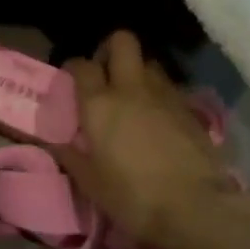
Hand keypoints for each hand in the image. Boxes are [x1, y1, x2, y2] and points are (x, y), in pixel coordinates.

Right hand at [55, 32, 249, 248]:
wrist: (196, 207)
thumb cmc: (133, 197)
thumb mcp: (91, 183)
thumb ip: (71, 156)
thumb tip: (53, 141)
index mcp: (100, 104)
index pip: (82, 65)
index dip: (74, 67)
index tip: (72, 81)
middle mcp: (131, 88)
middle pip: (122, 41)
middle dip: (110, 49)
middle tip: (105, 74)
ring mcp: (165, 95)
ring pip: (149, 62)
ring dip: (137, 72)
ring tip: (132, 98)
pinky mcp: (190, 108)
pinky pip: (169, 88)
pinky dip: (159, 95)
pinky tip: (157, 120)